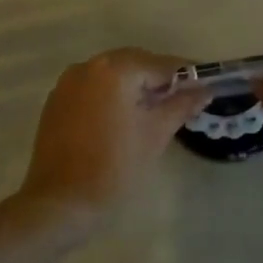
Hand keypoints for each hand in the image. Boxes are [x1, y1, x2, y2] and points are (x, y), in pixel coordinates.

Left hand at [18, 48, 210, 215]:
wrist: (61, 200)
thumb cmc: (114, 166)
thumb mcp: (155, 134)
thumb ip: (181, 105)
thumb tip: (204, 90)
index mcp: (115, 70)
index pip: (161, 64)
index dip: (186, 75)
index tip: (205, 86)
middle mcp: (89, 66)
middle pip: (135, 63)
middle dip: (159, 78)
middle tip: (183, 99)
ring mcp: (69, 82)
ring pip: (112, 74)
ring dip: (135, 85)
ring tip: (155, 109)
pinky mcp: (57, 100)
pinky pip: (93, 87)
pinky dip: (112, 94)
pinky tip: (123, 116)